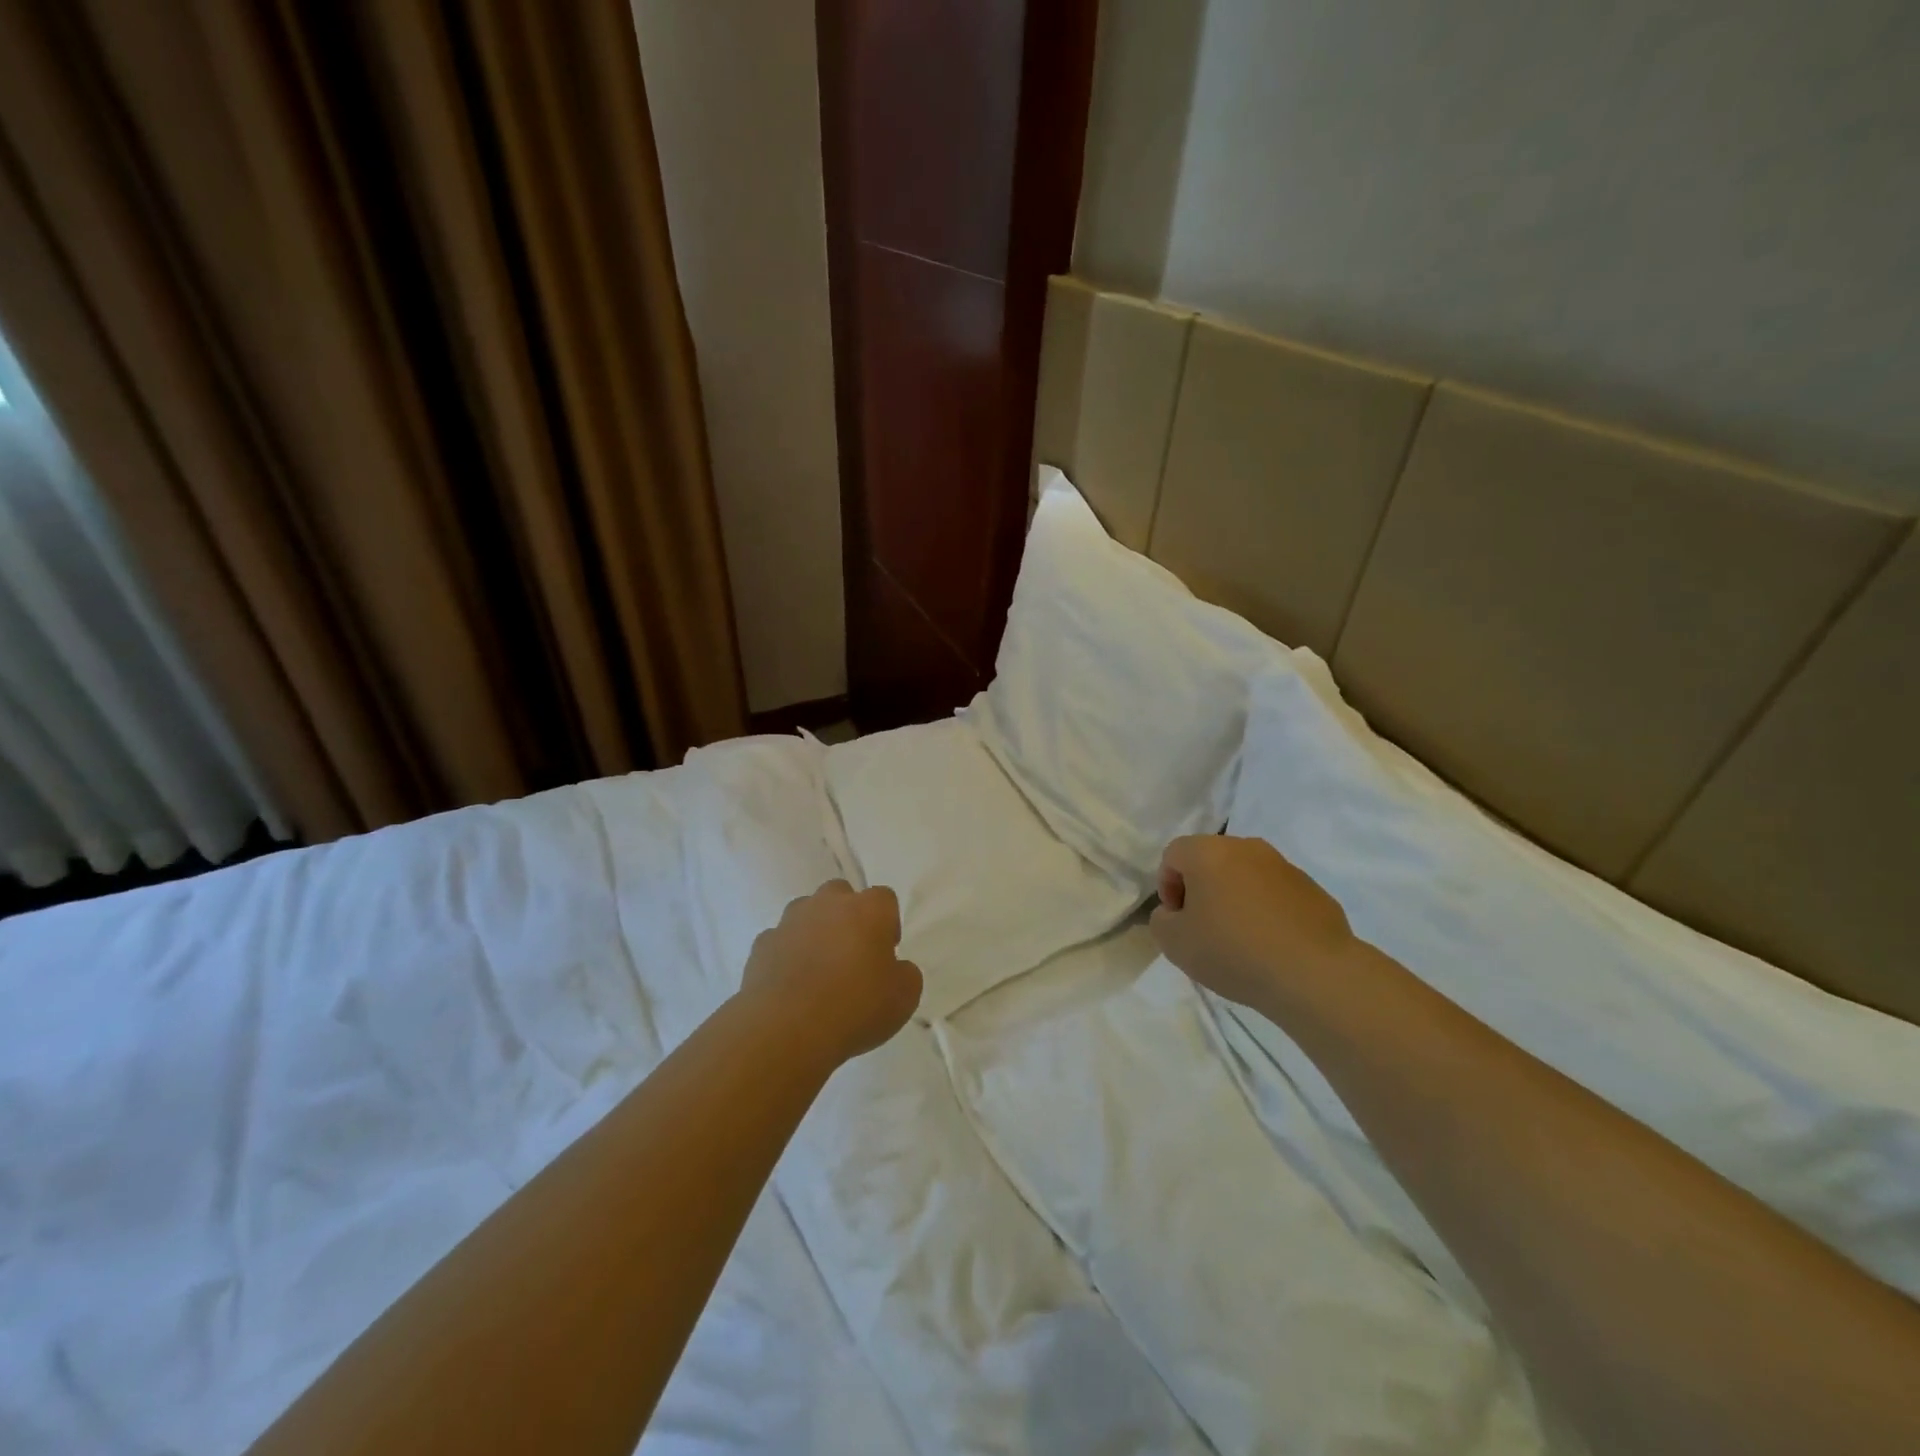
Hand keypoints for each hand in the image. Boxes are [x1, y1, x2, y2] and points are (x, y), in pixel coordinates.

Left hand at [739, 879, 922, 1066]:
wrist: (786, 1028)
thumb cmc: (855, 1008)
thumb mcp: (904, 998)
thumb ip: (905, 974)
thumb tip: (895, 968)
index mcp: (868, 909)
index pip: (884, 899)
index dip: (887, 924)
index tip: (886, 953)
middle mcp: (828, 904)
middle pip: (841, 895)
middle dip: (848, 917)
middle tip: (852, 955)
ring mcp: (790, 921)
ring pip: (806, 913)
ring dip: (815, 931)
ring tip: (818, 970)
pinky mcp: (761, 944)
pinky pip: (780, 941)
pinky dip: (787, 955)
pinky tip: (791, 985)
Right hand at [1151, 835, 1357, 1009]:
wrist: (1314, 974)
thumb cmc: (1233, 951)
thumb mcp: (1174, 943)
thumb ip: (1162, 920)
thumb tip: (1175, 913)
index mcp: (1209, 852)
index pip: (1174, 855)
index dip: (1168, 886)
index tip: (1178, 920)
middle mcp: (1247, 848)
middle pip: (1211, 861)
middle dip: (1202, 890)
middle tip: (1204, 928)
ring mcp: (1284, 867)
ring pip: (1246, 876)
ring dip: (1236, 899)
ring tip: (1240, 940)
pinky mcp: (1314, 890)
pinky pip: (1276, 894)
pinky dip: (1267, 911)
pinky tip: (1271, 946)